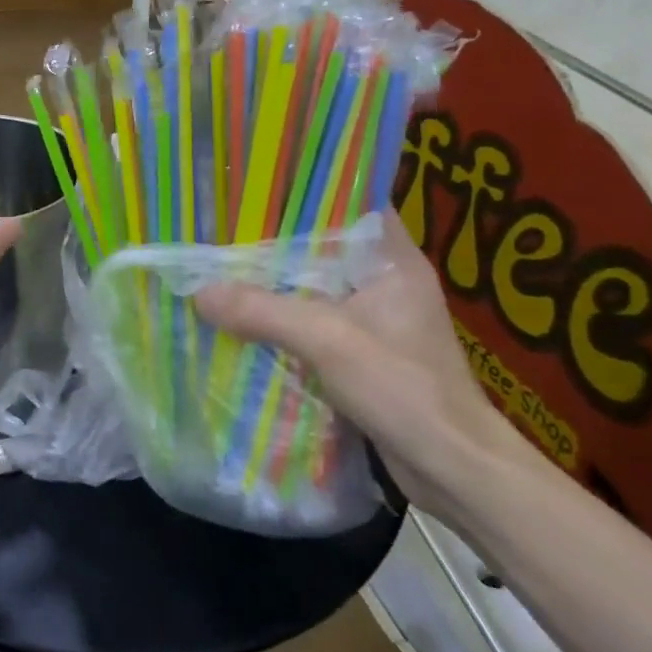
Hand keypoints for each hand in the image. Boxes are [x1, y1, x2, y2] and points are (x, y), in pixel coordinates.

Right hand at [194, 220, 535, 517]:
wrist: (452, 469)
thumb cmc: (403, 389)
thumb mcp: (327, 341)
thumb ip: (262, 311)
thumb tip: (198, 292)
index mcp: (392, 260)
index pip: (351, 202)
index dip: (306, 189)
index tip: (256, 183)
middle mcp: (383, 279)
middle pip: (320, 244)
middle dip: (272, 237)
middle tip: (220, 224)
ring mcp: (373, 316)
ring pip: (311, 284)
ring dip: (272, 281)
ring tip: (218, 264)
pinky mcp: (360, 350)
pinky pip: (309, 318)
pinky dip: (278, 315)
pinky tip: (240, 315)